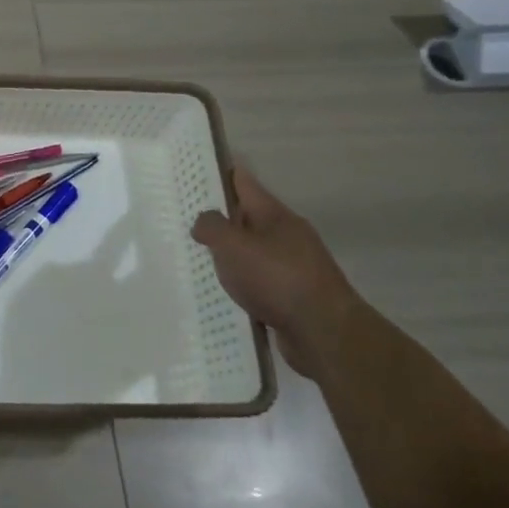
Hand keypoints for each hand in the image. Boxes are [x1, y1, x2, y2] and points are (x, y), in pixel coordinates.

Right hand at [192, 165, 362, 379]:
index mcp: (275, 215)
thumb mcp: (234, 245)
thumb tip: (203, 222)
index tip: (193, 172)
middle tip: (184, 218)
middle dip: (219, 217)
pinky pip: (258, 282)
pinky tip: (220, 291)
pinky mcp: (291, 297)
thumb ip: (212, 227)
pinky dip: (240, 283)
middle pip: (247, 217)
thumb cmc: (277, 278)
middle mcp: (286, 236)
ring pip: (251, 252)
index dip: (219, 174)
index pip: (244, 182)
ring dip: (229, 254)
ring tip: (195, 256)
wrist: (324, 335)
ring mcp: (292, 267)